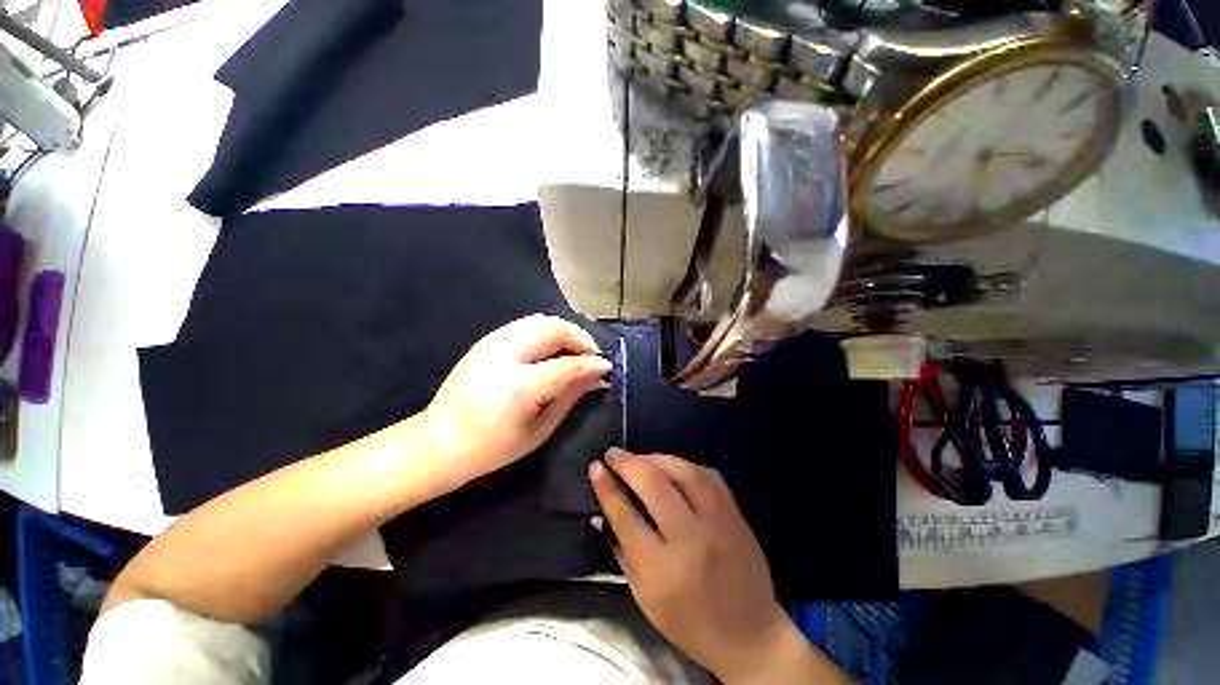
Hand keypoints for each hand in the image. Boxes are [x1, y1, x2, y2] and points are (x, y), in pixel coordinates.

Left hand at [423, 314, 610, 486]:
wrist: (437, 443)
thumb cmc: (492, 448)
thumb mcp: (539, 430)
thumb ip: (570, 397)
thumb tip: (597, 376)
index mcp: (520, 385)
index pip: (568, 363)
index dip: (592, 362)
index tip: (607, 367)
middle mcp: (506, 354)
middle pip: (555, 328)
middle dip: (581, 338)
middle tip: (591, 357)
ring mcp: (493, 342)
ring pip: (541, 320)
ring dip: (564, 332)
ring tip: (574, 352)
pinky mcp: (487, 340)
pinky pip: (526, 325)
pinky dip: (546, 332)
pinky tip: (551, 351)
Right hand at [589, 449, 804, 682]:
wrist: (751, 635)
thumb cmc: (690, 623)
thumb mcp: (645, 599)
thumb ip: (621, 552)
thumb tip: (600, 513)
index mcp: (663, 570)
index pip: (626, 516)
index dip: (607, 487)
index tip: (595, 466)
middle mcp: (691, 539)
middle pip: (654, 485)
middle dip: (628, 462)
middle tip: (612, 453)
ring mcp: (718, 522)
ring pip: (683, 471)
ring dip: (656, 457)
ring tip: (639, 457)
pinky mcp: (736, 513)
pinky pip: (708, 475)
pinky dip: (685, 465)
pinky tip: (671, 466)